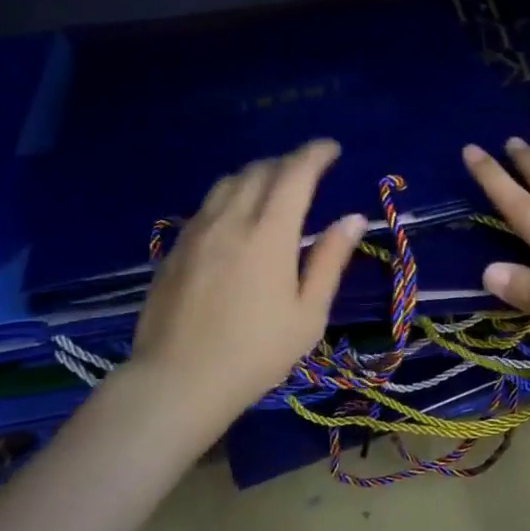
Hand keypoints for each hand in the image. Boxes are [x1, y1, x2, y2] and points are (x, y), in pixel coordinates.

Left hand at [128, 139, 365, 425]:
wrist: (179, 380)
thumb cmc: (255, 353)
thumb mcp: (308, 314)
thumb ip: (329, 260)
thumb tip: (353, 218)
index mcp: (269, 234)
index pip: (294, 174)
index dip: (315, 154)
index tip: (332, 149)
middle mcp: (230, 220)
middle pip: (259, 171)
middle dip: (288, 162)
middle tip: (308, 171)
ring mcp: (197, 232)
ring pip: (228, 182)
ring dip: (257, 175)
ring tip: (274, 188)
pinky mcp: (176, 248)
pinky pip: (208, 205)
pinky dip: (231, 196)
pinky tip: (237, 219)